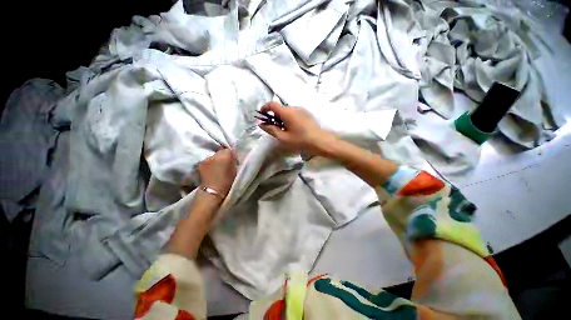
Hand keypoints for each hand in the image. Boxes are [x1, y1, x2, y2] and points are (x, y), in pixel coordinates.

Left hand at [198, 149, 237, 197]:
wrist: (212, 192)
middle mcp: (215, 155)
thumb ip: (234, 161)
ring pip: (214, 156)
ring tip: (218, 167)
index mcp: (226, 155)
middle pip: (221, 152)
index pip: (229, 150)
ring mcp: (206, 159)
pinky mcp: (200, 164)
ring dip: (216, 160)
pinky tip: (212, 170)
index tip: (233, 161)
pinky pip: (208, 161)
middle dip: (223, 156)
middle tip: (226, 163)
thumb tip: (233, 158)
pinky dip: (210, 164)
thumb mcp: (235, 170)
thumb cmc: (227, 182)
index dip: (232, 155)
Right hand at [258, 102, 334, 153]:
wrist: (320, 141)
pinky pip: (294, 113)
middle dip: (274, 116)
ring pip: (287, 111)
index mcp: (287, 112)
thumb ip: (271, 129)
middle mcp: (294, 108)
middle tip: (274, 127)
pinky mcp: (307, 113)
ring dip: (282, 117)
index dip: (265, 108)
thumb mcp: (283, 137)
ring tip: (284, 130)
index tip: (261, 115)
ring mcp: (302, 110)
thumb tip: (261, 124)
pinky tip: (293, 128)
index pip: (272, 104)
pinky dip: (289, 118)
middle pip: (280, 108)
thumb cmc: (300, 140)